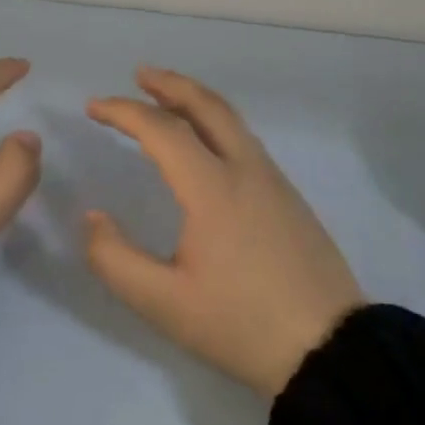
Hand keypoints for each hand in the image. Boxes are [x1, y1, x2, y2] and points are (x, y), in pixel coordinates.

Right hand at [84, 67, 364, 399]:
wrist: (331, 350)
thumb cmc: (242, 325)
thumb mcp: (165, 304)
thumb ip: (115, 259)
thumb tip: (93, 218)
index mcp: (213, 188)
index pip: (162, 130)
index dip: (124, 112)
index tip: (94, 107)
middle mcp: (246, 169)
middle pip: (207, 106)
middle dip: (169, 84)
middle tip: (139, 74)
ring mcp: (274, 180)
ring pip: (231, 120)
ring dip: (195, 100)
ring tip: (166, 100)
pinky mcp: (289, 196)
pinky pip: (245, 140)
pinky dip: (216, 123)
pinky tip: (205, 144)